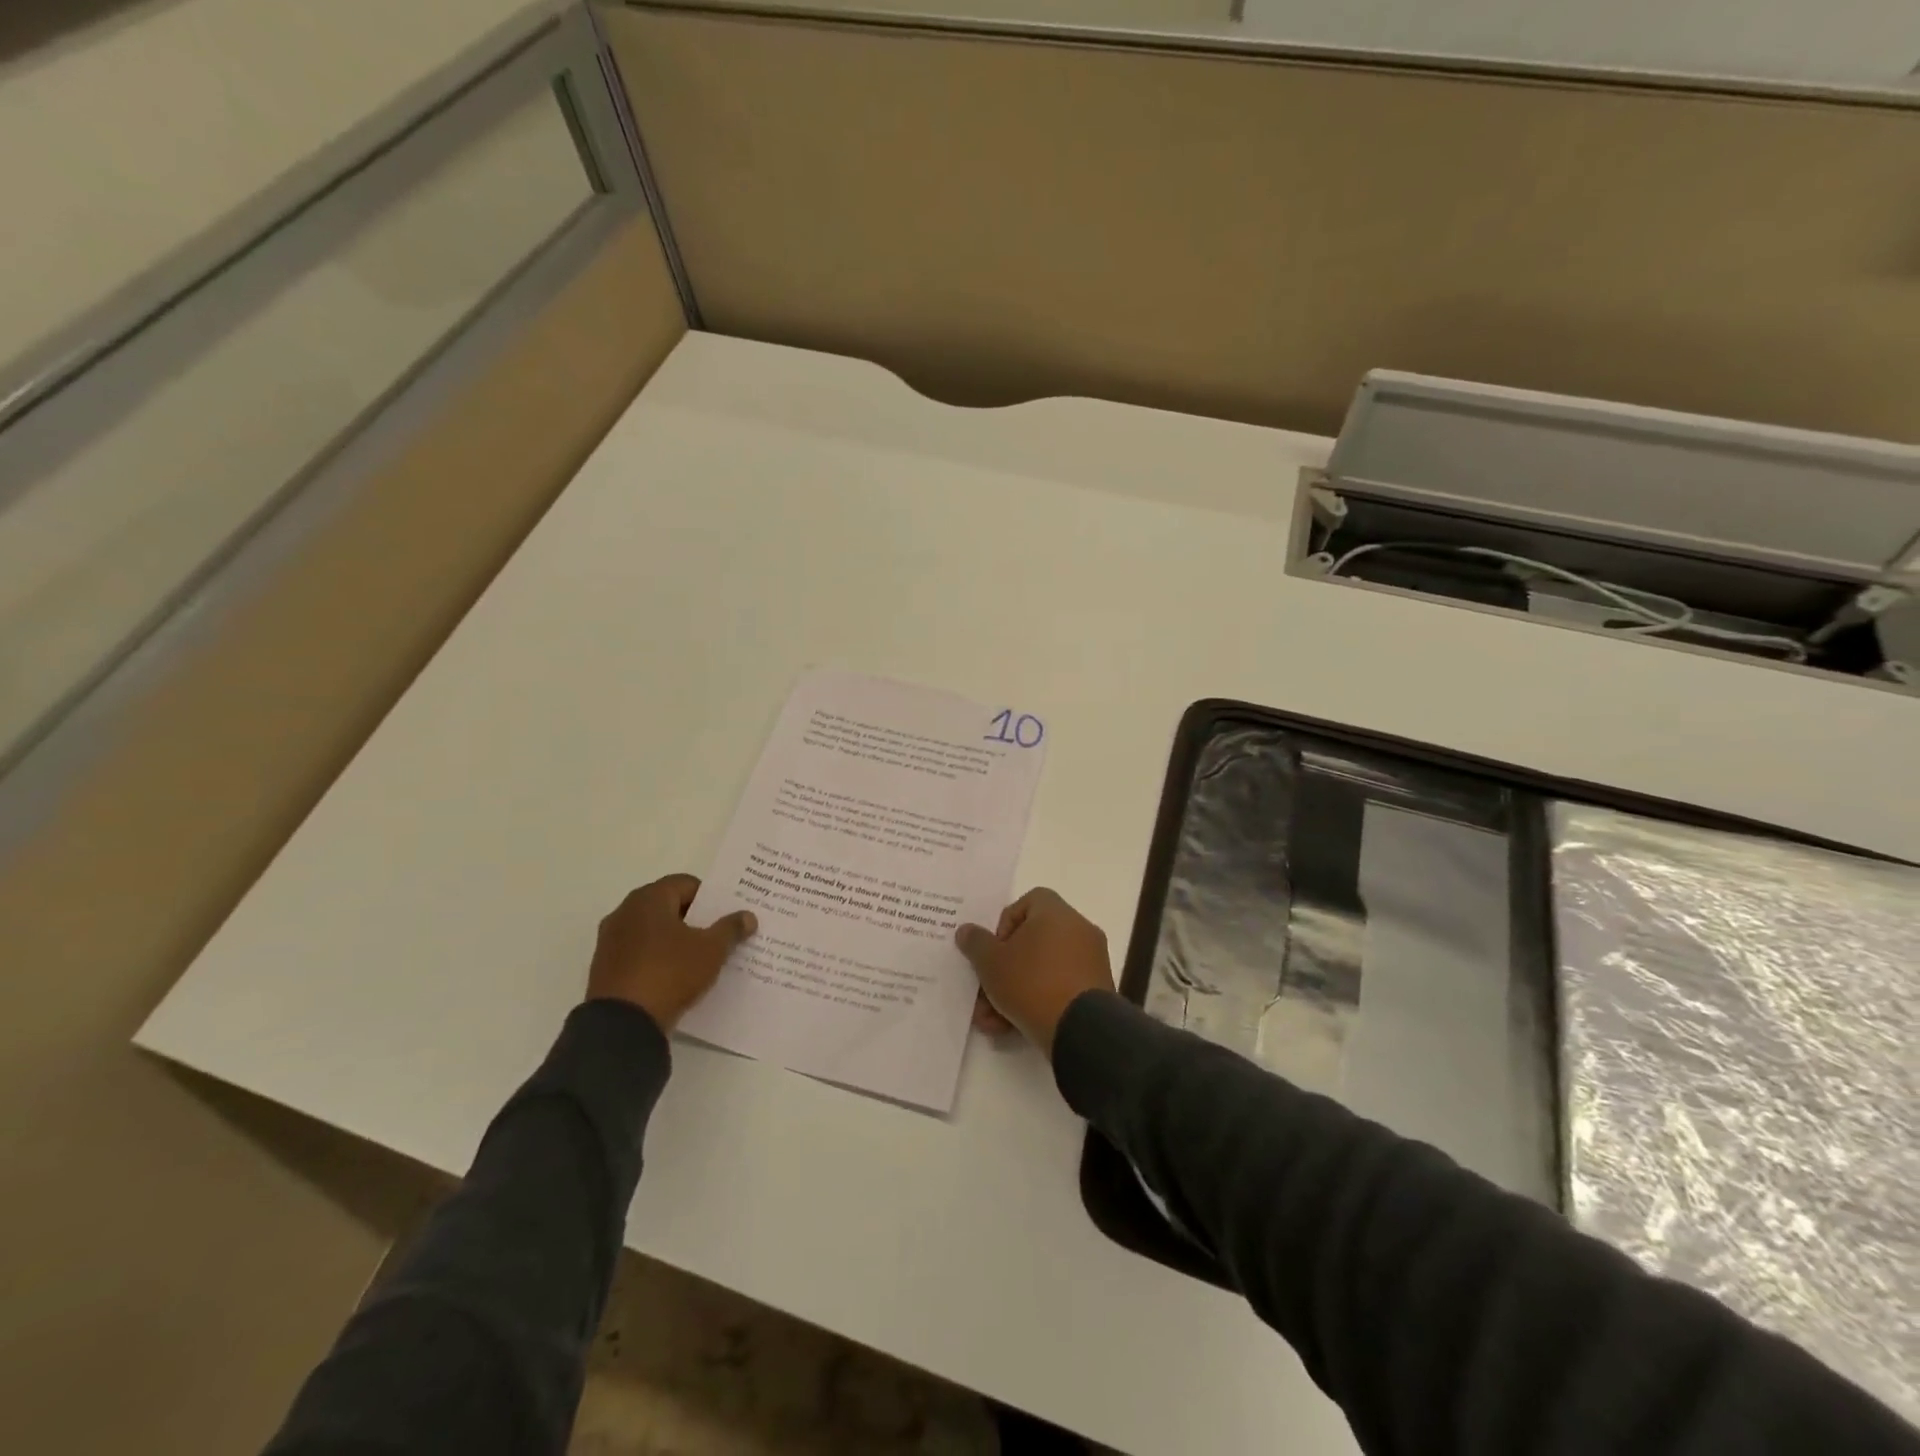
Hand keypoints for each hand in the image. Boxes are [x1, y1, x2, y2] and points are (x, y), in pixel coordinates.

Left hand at [587, 875, 756, 1030]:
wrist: (622, 1024)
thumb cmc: (670, 972)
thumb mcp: (711, 950)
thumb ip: (730, 929)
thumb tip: (748, 916)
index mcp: (649, 898)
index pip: (686, 884)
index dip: (710, 897)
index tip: (726, 915)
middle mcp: (624, 912)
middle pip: (668, 906)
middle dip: (694, 919)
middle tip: (718, 934)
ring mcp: (611, 940)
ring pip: (652, 931)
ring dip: (675, 940)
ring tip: (700, 957)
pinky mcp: (604, 968)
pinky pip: (639, 953)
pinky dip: (657, 958)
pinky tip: (676, 976)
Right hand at [956, 888, 1114, 1056]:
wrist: (1081, 1030)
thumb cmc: (1031, 983)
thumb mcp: (991, 962)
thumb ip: (976, 943)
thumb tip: (967, 930)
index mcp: (1056, 913)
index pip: (1027, 902)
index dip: (1005, 923)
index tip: (995, 950)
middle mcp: (1077, 929)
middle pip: (1032, 941)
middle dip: (1004, 968)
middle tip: (985, 992)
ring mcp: (1090, 961)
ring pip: (1042, 970)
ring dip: (1014, 991)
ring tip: (991, 1021)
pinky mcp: (1095, 990)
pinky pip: (1059, 988)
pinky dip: (1037, 1002)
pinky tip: (1011, 1028)